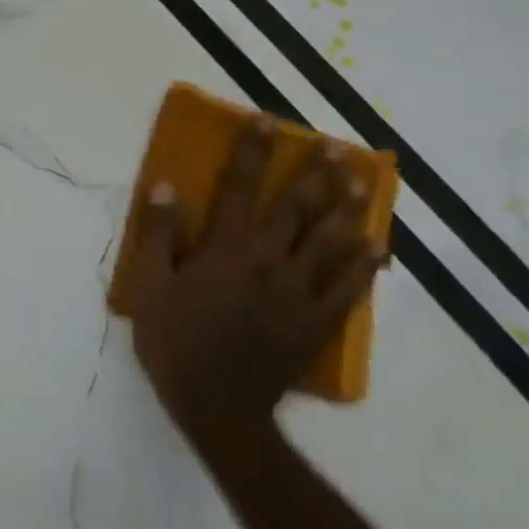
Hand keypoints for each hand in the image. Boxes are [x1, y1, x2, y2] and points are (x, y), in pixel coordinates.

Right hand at [129, 121, 383, 469]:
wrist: (218, 408)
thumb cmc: (175, 342)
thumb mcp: (150, 286)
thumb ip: (159, 233)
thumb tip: (164, 185)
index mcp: (228, 248)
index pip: (241, 187)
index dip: (253, 151)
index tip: (266, 120)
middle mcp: (270, 261)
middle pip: (299, 208)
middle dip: (317, 174)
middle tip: (336, 147)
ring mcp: (300, 292)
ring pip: (332, 242)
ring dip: (349, 209)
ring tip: (363, 183)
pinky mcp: (317, 323)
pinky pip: (349, 288)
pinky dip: (365, 266)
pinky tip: (378, 249)